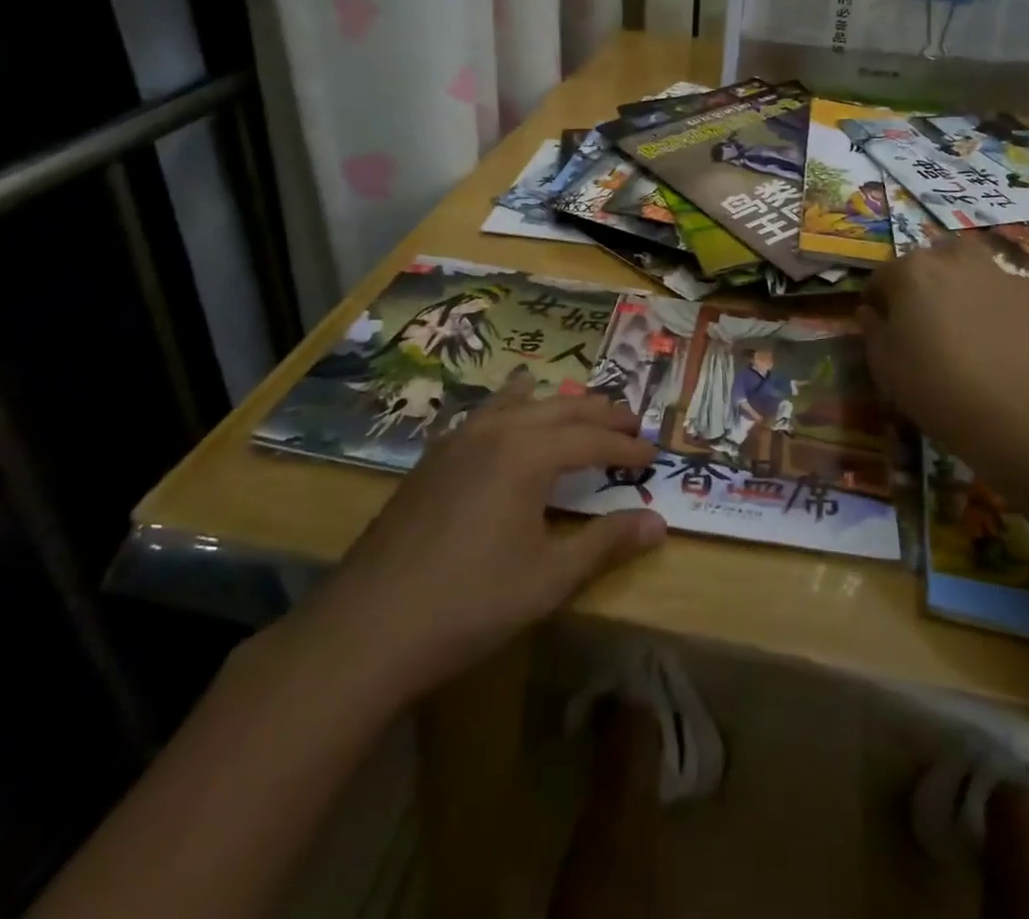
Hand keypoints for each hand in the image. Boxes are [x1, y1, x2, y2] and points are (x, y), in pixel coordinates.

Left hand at [276, 371, 666, 708]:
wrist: (369, 626)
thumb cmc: (470, 603)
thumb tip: (659, 522)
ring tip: (581, 410)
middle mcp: (496, 432)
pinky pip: (486, 413)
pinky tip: (512, 413)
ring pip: (520, 402)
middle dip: (600, 415)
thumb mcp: (549, 579)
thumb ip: (606, 543)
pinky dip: (514, 406)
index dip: (626, 448)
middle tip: (630, 424)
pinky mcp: (433, 457)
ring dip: (558, 405)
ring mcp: (458, 440)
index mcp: (528, 454)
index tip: (653, 456)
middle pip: (561, 408)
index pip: (592, 440)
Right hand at [859, 236, 1028, 465]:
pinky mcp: (1027, 293)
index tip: (880, 324)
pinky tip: (990, 334)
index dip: (877, 301)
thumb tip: (870, 312)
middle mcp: (951, 259)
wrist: (1012, 412)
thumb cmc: (933, 385)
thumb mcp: (883, 364)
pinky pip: (996, 288)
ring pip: (966, 266)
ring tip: (957, 319)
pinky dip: (988, 301)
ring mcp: (994, 273)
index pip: (881, 276)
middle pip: (927, 261)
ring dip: (956, 282)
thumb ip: (872, 329)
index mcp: (910, 271)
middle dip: (918, 282)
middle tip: (920, 319)